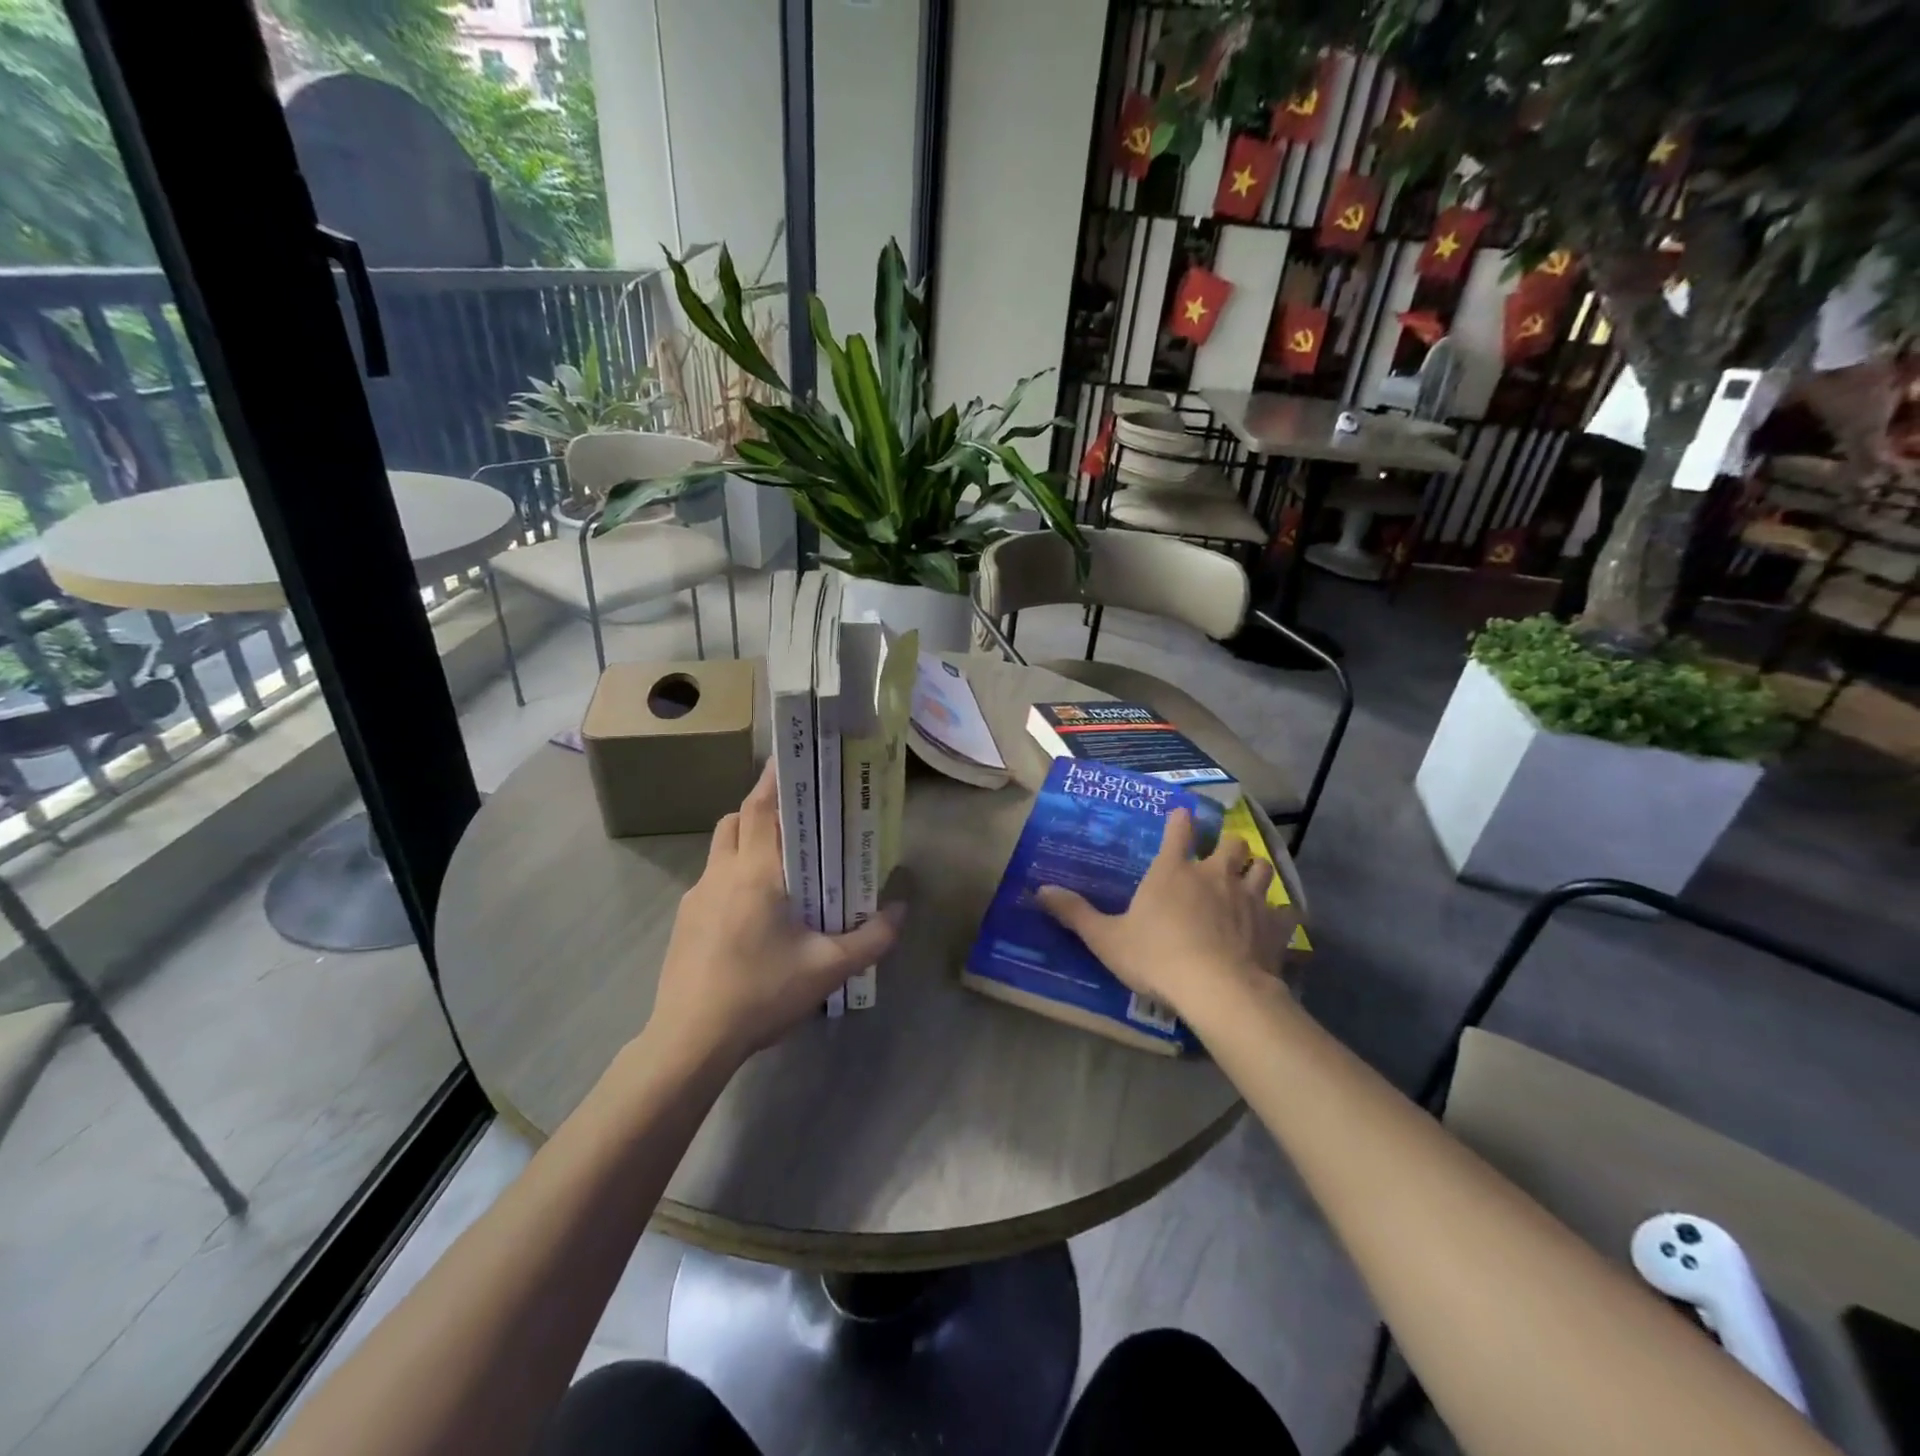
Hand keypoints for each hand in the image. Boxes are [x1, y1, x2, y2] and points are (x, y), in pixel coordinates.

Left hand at [648, 759, 903, 1068]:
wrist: (690, 1042)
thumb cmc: (761, 994)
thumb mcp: (828, 970)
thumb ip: (871, 938)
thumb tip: (901, 910)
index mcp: (755, 874)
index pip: (760, 808)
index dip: (774, 779)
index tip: (791, 758)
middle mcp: (721, 874)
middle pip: (736, 820)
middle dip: (762, 809)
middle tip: (798, 818)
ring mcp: (696, 897)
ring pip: (720, 849)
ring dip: (746, 841)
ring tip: (780, 864)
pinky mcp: (684, 921)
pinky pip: (712, 880)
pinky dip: (734, 875)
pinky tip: (755, 913)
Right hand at [1036, 808, 1287, 1019]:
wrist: (1217, 990)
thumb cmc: (1157, 956)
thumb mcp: (1106, 938)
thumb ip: (1075, 913)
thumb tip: (1039, 890)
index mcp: (1174, 869)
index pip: (1179, 828)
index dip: (1181, 819)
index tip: (1183, 815)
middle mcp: (1215, 873)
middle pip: (1231, 842)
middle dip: (1226, 845)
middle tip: (1219, 857)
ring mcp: (1249, 897)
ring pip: (1262, 866)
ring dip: (1255, 869)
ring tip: (1249, 879)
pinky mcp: (1274, 925)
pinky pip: (1286, 910)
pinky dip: (1282, 912)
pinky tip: (1276, 922)